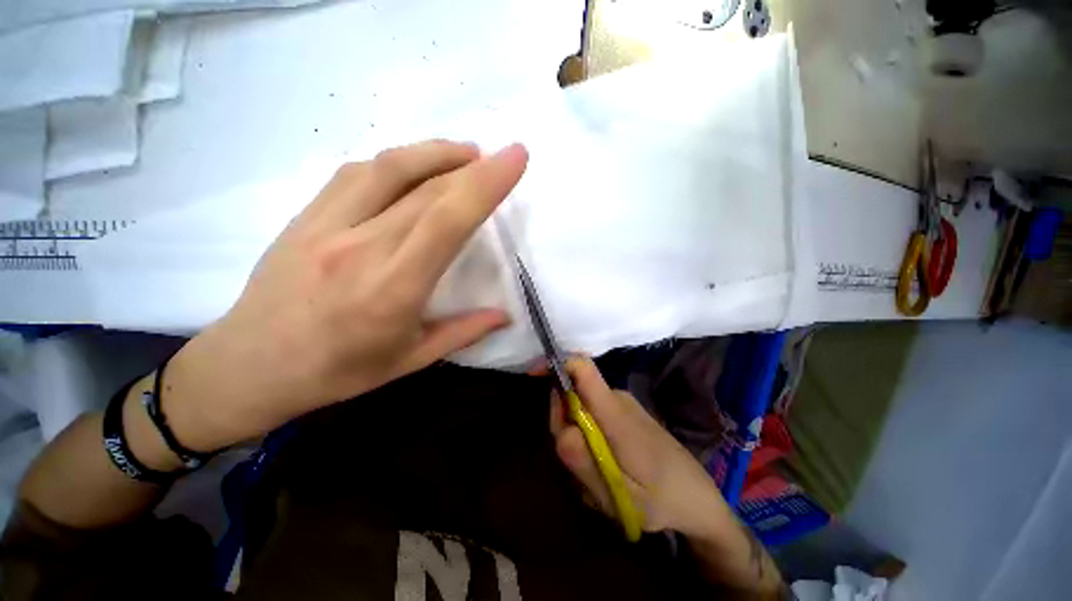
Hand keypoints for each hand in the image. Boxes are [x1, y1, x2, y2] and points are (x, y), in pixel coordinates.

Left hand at [164, 140, 528, 451]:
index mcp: (393, 289)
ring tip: (467, 154)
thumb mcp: (410, 360)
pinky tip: (416, 167)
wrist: (249, 366)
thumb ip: (463, 332)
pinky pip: (357, 173)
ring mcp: (327, 225)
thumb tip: (505, 316)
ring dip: (436, 152)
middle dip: (474, 166)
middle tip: (502, 157)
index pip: (447, 221)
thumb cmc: (337, 371)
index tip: (515, 158)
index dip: (486, 184)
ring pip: (389, 167)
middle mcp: (361, 247)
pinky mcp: (306, 216)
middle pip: (426, 189)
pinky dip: (397, 162)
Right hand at [549, 357, 727, 535]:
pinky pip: (593, 416)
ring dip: (577, 438)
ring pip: (581, 409)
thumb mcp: (618, 494)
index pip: (583, 369)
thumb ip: (584, 461)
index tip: (533, 375)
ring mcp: (622, 404)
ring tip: (597, 475)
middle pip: (573, 393)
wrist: (698, 498)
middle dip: (563, 423)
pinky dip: (589, 439)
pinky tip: (605, 468)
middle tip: (579, 466)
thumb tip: (562, 428)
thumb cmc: (662, 499)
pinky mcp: (624, 413)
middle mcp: (617, 399)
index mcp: (615, 413)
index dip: (557, 365)